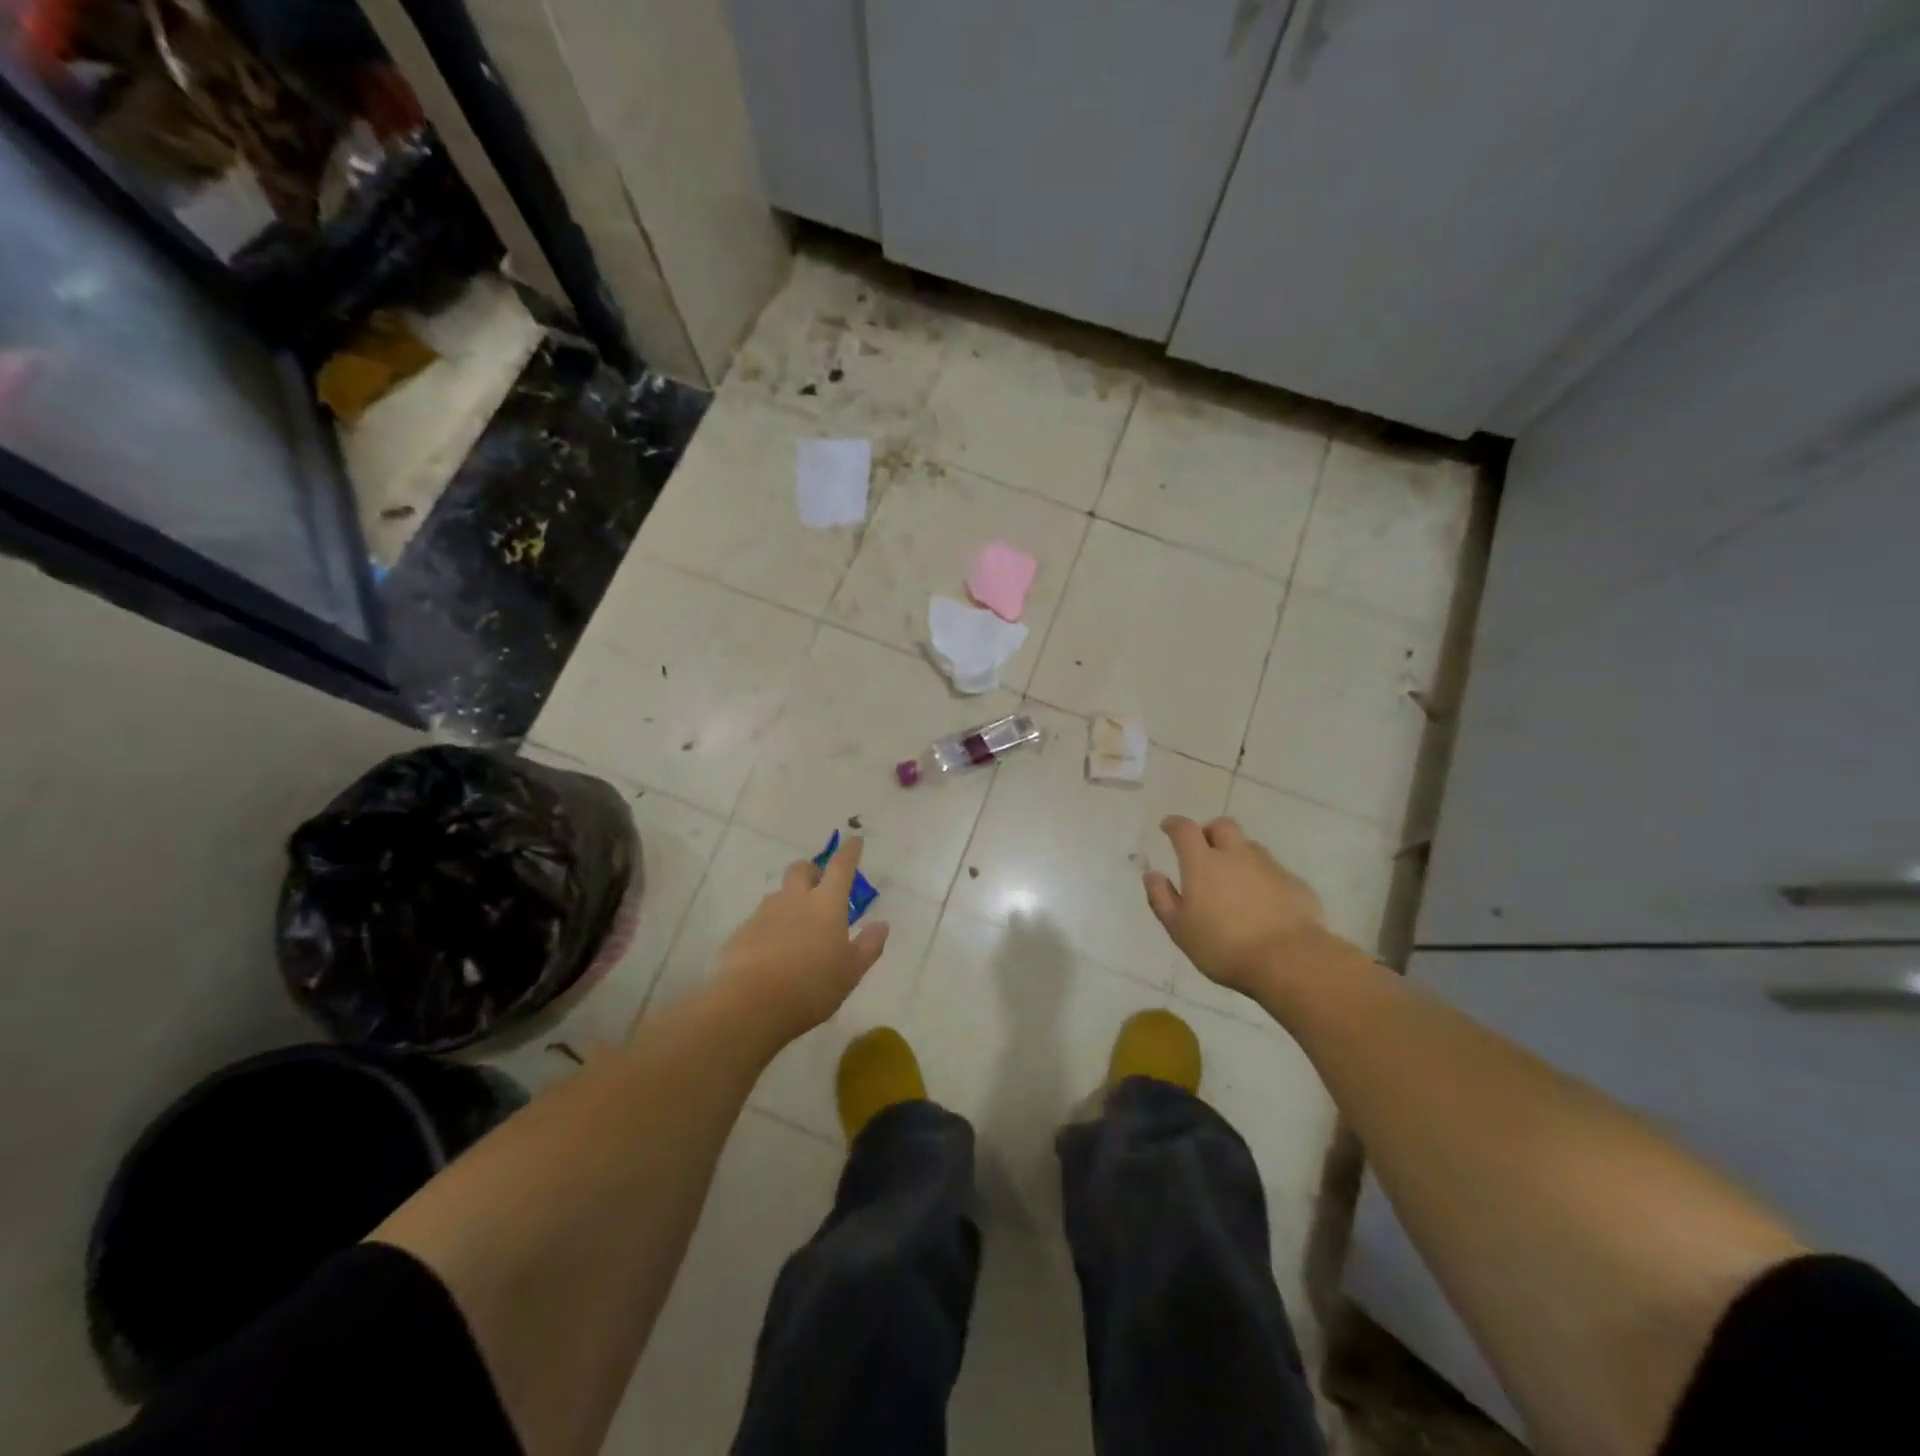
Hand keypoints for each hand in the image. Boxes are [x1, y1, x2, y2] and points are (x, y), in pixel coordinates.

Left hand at [708, 836, 889, 1045]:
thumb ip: (868, 946)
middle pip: (801, 869)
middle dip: (812, 871)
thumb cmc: (812, 986)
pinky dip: (769, 928)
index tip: (854, 840)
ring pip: (779, 895)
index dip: (850, 852)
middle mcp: (794, 900)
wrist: (751, 1005)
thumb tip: (882, 925)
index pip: (841, 867)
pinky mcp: (741, 932)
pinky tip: (772, 954)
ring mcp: (764, 914)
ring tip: (796, 929)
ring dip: (790, 902)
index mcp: (827, 904)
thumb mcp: (851, 972)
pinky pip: (759, 921)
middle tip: (820, 888)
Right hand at [1143, 816, 1325, 992]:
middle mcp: (1236, 855)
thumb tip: (1152, 875)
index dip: (1174, 824)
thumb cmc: (1224, 947)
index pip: (1185, 829)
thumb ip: (1162, 898)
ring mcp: (1270, 867)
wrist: (1289, 961)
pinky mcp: (1296, 884)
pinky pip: (1274, 872)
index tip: (1168, 827)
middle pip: (1222, 826)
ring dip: (1238, 855)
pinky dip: (1264, 879)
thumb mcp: (1180, 929)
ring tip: (1235, 882)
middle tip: (1205, 852)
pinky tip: (1264, 904)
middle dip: (1210, 832)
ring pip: (1250, 847)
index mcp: (1203, 863)